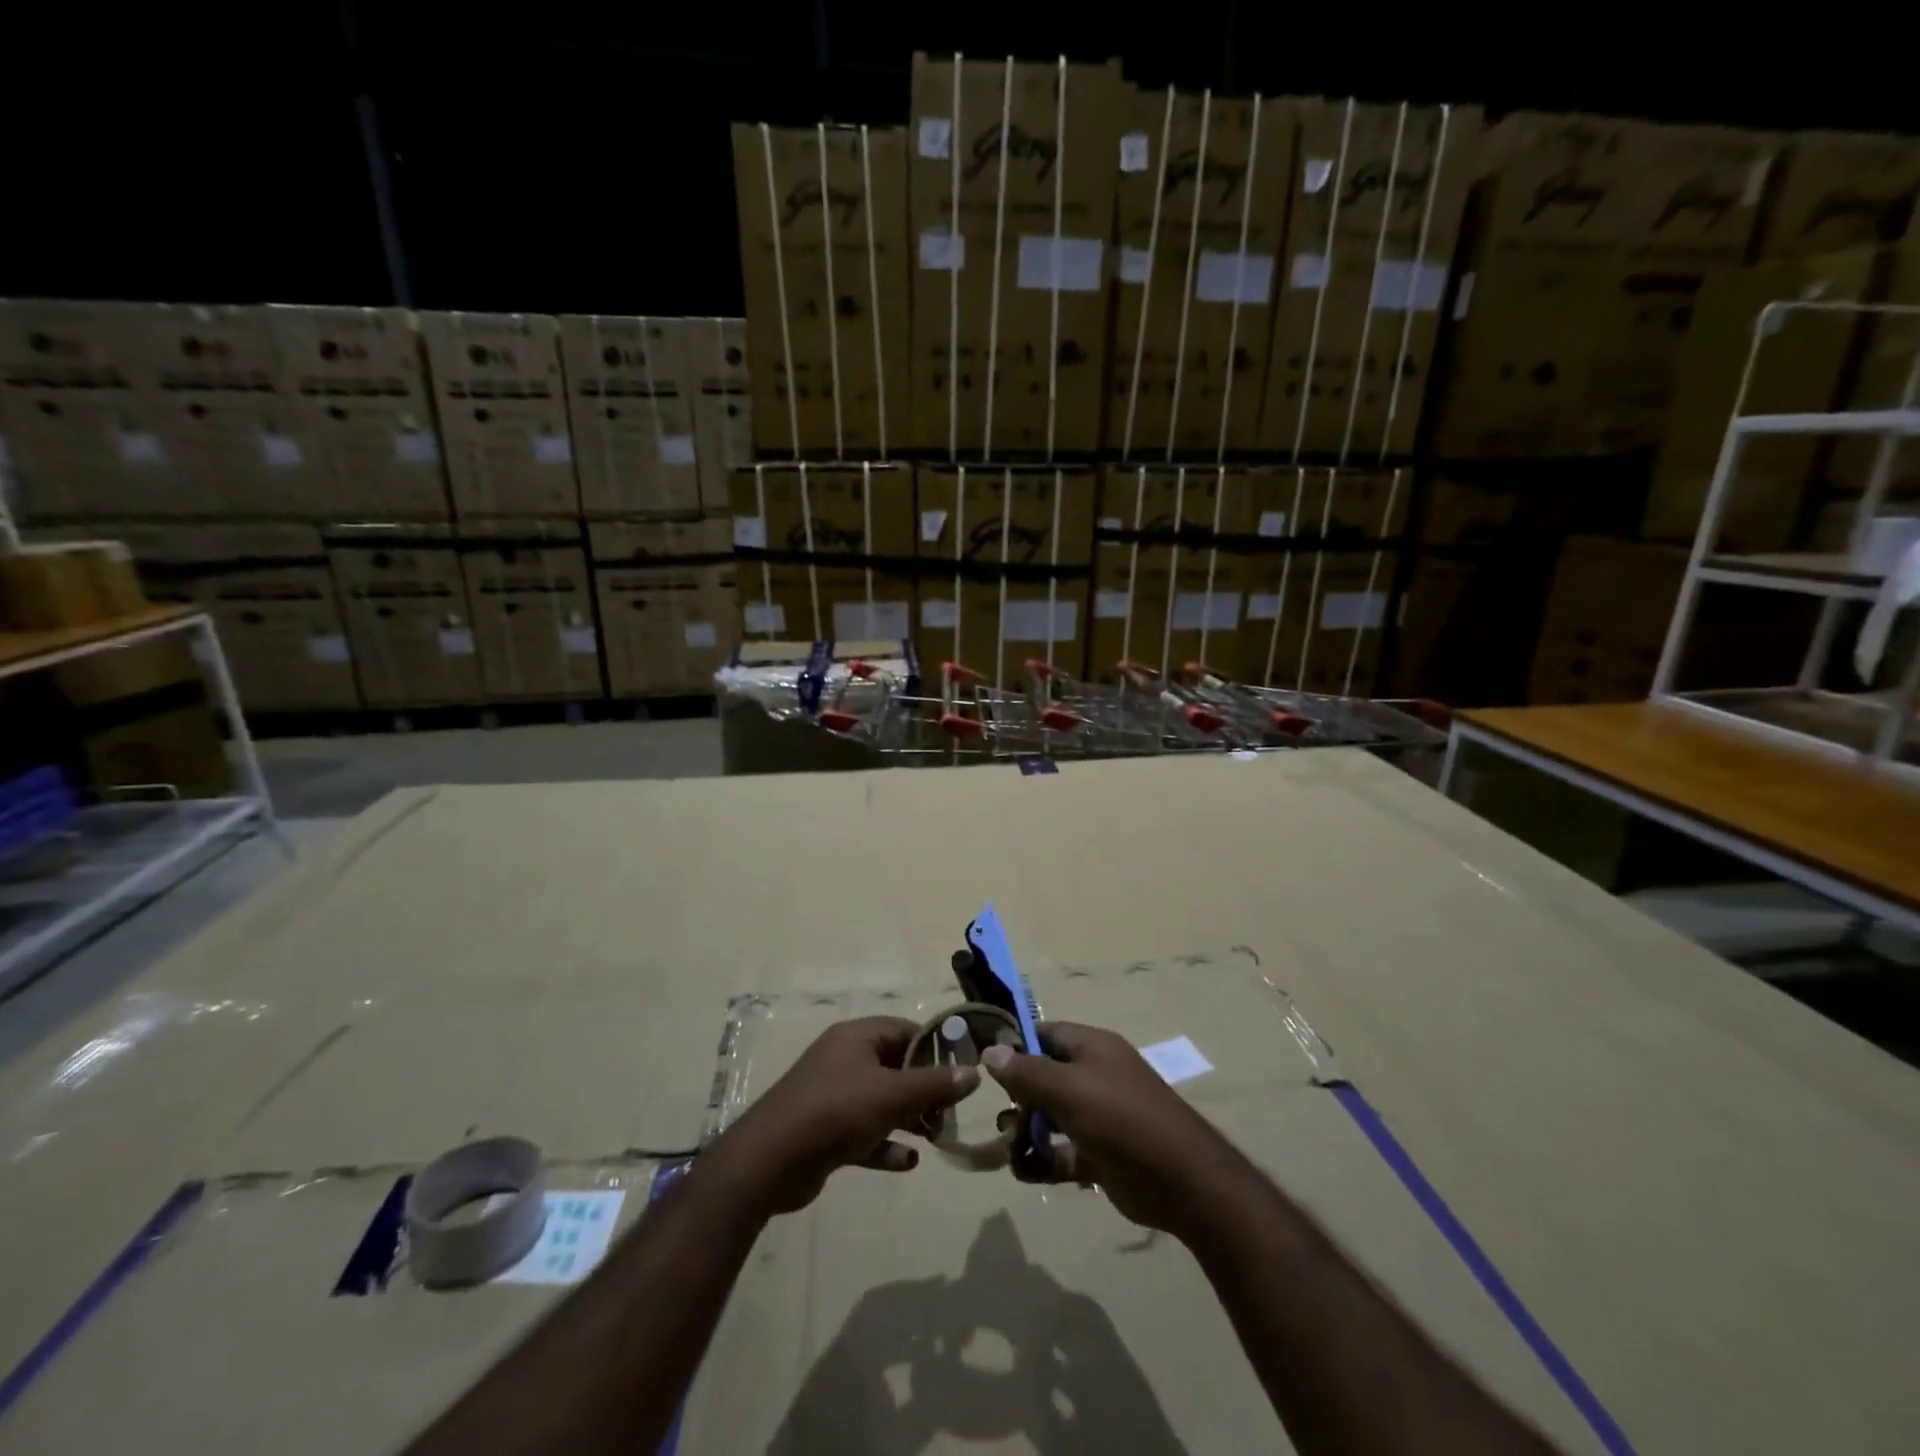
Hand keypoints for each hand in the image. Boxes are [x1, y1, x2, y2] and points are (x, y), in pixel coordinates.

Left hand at [710, 1016, 978, 1216]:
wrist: (770, 1161)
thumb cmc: (836, 1111)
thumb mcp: (891, 1094)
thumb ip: (934, 1084)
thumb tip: (975, 1072)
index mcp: (857, 1037)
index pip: (905, 1030)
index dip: (935, 1047)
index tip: (962, 1069)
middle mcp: (845, 1060)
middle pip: (896, 1066)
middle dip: (925, 1088)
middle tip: (952, 1110)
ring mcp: (835, 1096)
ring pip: (883, 1101)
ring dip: (910, 1117)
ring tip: (938, 1136)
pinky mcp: (828, 1132)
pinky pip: (867, 1133)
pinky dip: (887, 1145)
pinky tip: (909, 1162)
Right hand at [981, 1022, 1242, 1238]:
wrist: (1182, 1181)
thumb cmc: (1122, 1119)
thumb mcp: (1069, 1089)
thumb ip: (1027, 1072)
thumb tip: (991, 1050)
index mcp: (1092, 1048)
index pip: (1046, 1034)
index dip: (1016, 1043)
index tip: (985, 1061)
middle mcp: (1095, 1076)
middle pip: (1046, 1076)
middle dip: (1018, 1095)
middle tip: (997, 1116)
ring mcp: (1100, 1116)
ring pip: (1052, 1116)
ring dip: (1027, 1130)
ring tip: (1006, 1147)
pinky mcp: (1102, 1154)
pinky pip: (1064, 1151)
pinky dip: (1043, 1160)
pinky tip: (1022, 1171)